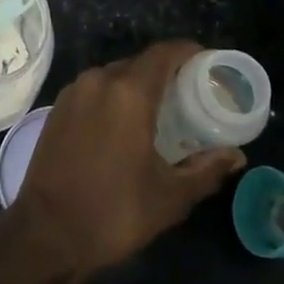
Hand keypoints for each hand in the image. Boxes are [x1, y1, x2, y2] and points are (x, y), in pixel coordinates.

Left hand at [6, 41, 244, 283]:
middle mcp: (98, 80)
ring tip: (161, 111)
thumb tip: (236, 155)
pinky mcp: (58, 107)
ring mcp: (74, 91)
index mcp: (128, 92)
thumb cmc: (114, 212)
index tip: (208, 63)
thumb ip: (206, 169)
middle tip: (190, 94)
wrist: (47, 231)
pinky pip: (95, 89)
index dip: (188, 52)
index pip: (163, 53)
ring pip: (114, 75)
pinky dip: (114, 97)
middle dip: (166, 72)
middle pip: (139, 62)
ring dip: (138, 86)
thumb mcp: (170, 196)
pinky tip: (126, 124)